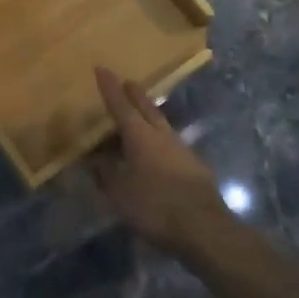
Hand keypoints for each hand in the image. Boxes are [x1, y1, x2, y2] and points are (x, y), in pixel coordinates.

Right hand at [90, 66, 230, 256]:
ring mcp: (181, 148)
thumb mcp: (119, 194)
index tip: (101, 68)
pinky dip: (158, 138)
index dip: (109, 88)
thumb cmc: (155, 207)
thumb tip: (94, 159)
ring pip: (160, 123)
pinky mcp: (194, 165)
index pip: (120, 105)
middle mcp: (161, 134)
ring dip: (149, 114)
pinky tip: (157, 150)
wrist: (204, 228)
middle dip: (134, 94)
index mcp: (139, 135)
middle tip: (127, 82)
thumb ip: (105, 174)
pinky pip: (170, 142)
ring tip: (139, 114)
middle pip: (146, 108)